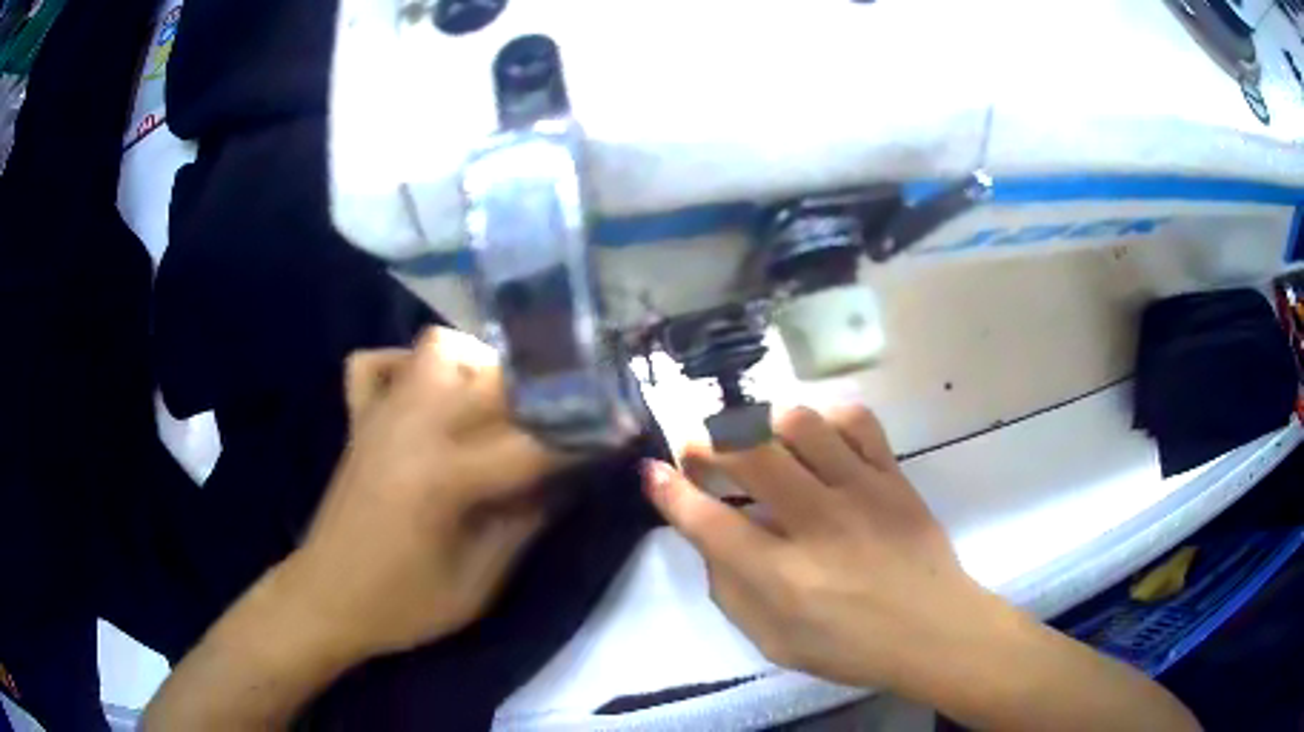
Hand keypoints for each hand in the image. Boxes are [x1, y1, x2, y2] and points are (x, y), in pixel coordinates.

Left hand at [277, 327, 567, 661]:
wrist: (327, 599)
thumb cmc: (405, 604)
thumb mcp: (481, 580)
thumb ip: (528, 519)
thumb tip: (572, 475)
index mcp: (444, 476)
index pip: (532, 442)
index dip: (585, 436)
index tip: (622, 428)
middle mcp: (412, 427)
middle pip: (493, 379)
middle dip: (545, 389)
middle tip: (572, 410)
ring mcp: (379, 415)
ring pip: (436, 349)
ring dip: (479, 364)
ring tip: (501, 398)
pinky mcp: (357, 419)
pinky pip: (377, 364)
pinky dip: (406, 364)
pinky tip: (428, 392)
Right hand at [644, 405, 999, 689]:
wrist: (935, 631)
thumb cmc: (852, 648)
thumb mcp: (773, 642)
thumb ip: (731, 592)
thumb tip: (711, 539)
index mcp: (783, 578)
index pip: (710, 522)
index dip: (671, 492)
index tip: (652, 472)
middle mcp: (818, 525)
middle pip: (750, 454)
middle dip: (707, 442)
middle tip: (697, 450)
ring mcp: (862, 493)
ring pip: (801, 424)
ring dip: (763, 424)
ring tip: (757, 442)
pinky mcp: (894, 477)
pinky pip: (858, 422)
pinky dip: (827, 418)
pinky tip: (816, 438)